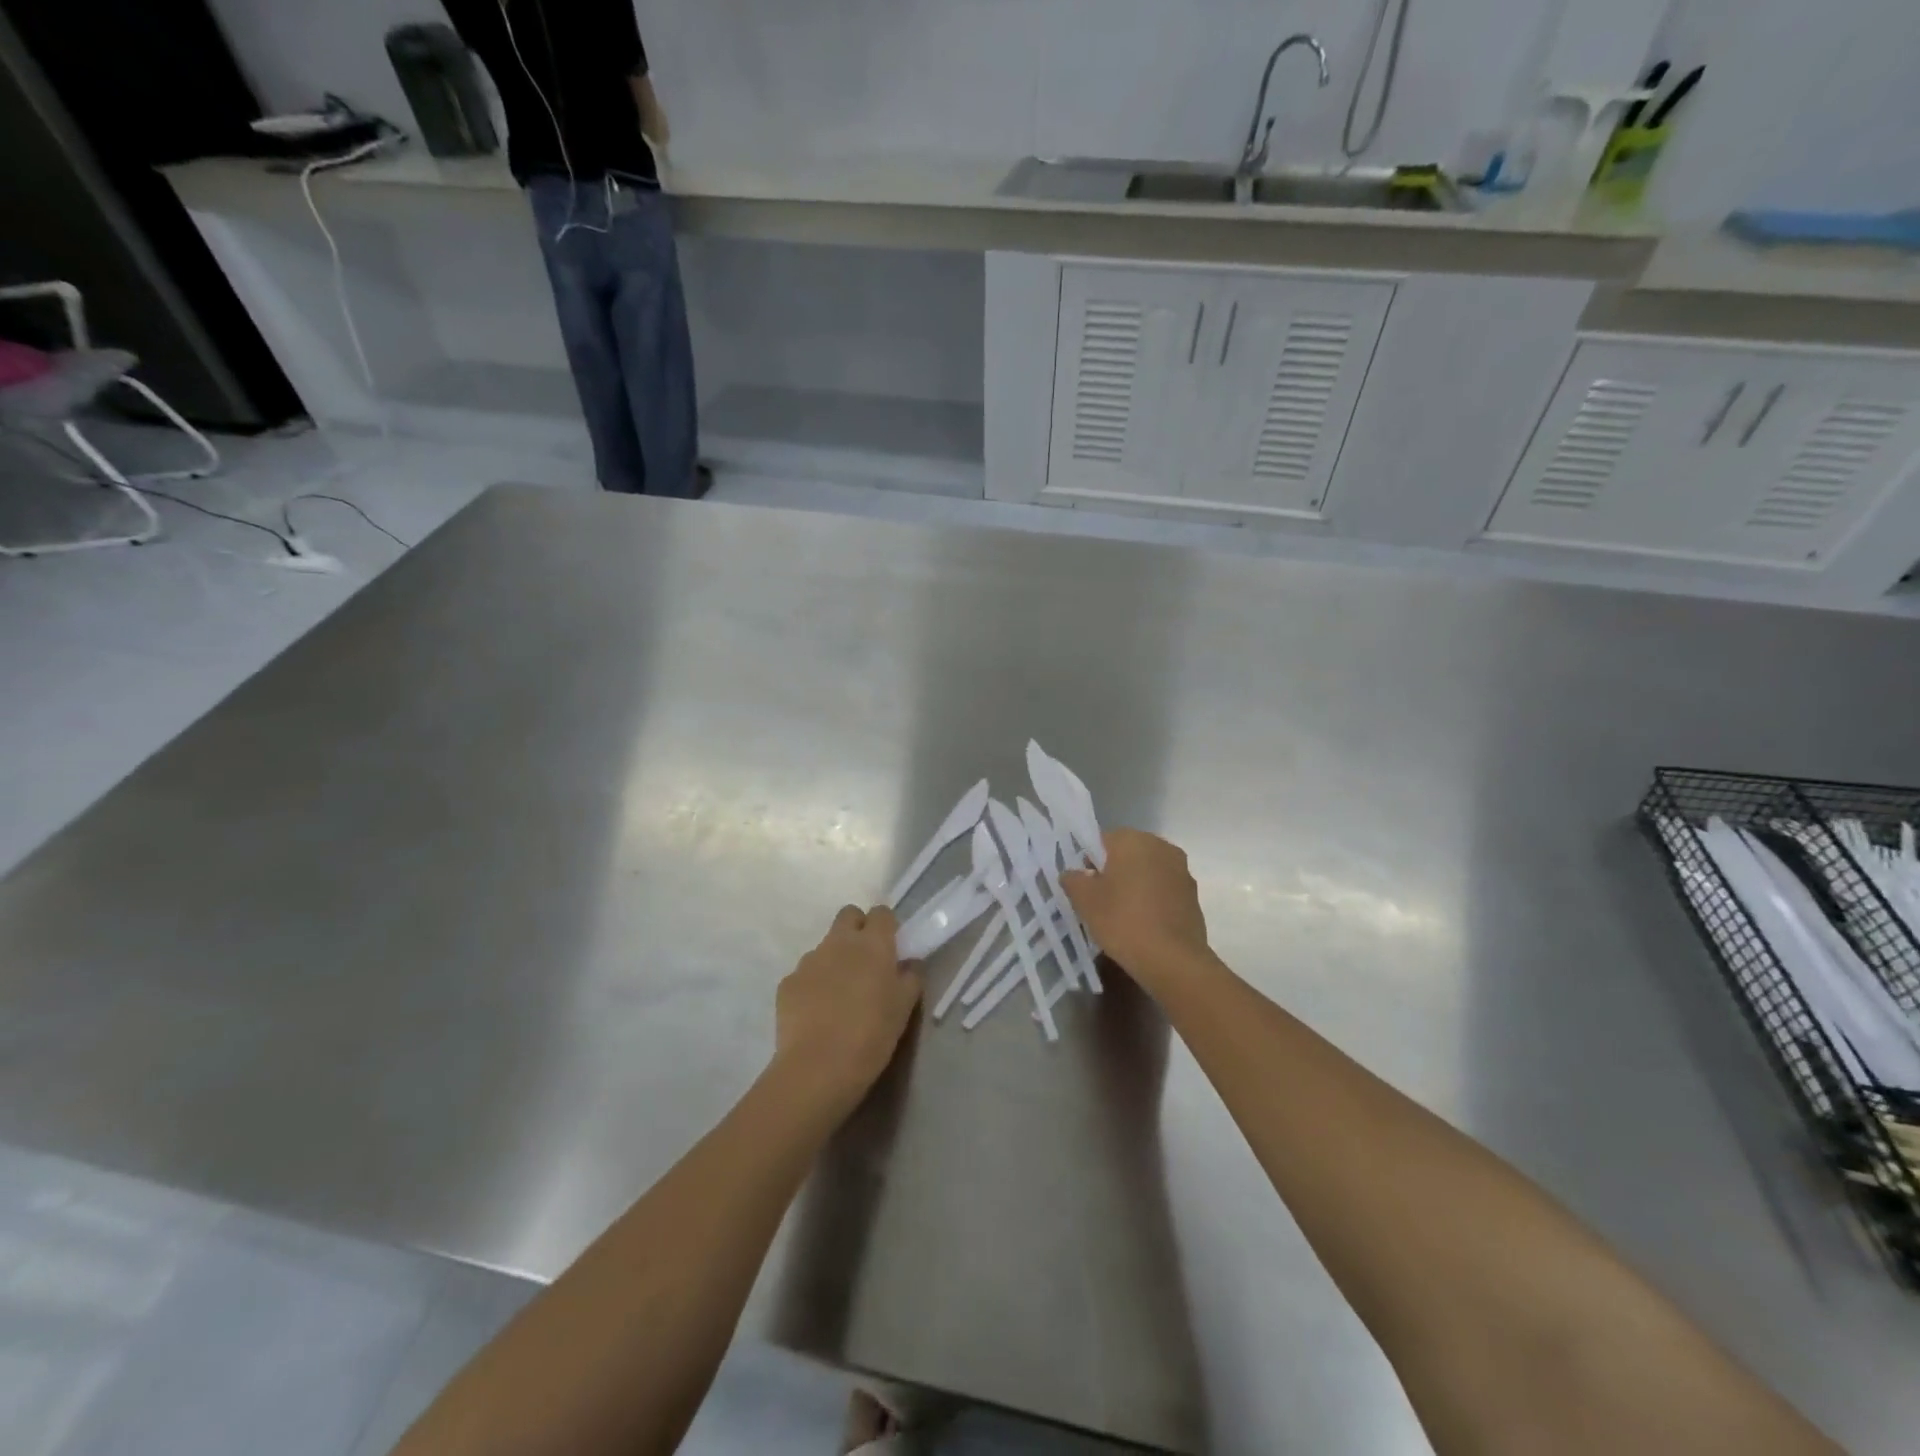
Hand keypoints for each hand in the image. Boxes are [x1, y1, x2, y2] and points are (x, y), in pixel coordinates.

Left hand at [773, 905, 922, 1113]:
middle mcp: (839, 942)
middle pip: (848, 915)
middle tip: (865, 961)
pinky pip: (805, 974)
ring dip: (834, 960)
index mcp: (873, 944)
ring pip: (825, 946)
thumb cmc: (872, 1034)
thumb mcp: (904, 1008)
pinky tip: (817, 1014)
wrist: (818, 1067)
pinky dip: (813, 985)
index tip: (891, 947)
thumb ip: (910, 977)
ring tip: (839, 996)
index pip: (881, 913)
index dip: (886, 926)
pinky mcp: (788, 982)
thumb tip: (909, 963)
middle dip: (857, 929)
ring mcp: (809, 960)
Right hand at [1061, 829, 1210, 991]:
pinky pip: (1164, 890)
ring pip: (1148, 871)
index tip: (1085, 887)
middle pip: (1128, 854)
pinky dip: (1153, 900)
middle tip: (1100, 901)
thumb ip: (1073, 880)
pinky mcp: (1193, 895)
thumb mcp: (1084, 901)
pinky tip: (1143, 924)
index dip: (1088, 862)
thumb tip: (1074, 874)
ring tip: (1122, 915)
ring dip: (1135, 885)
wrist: (1172, 960)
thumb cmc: (1123, 921)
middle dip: (1114, 872)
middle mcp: (1161, 846)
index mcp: (1133, 840)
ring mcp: (1181, 870)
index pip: (1102, 841)